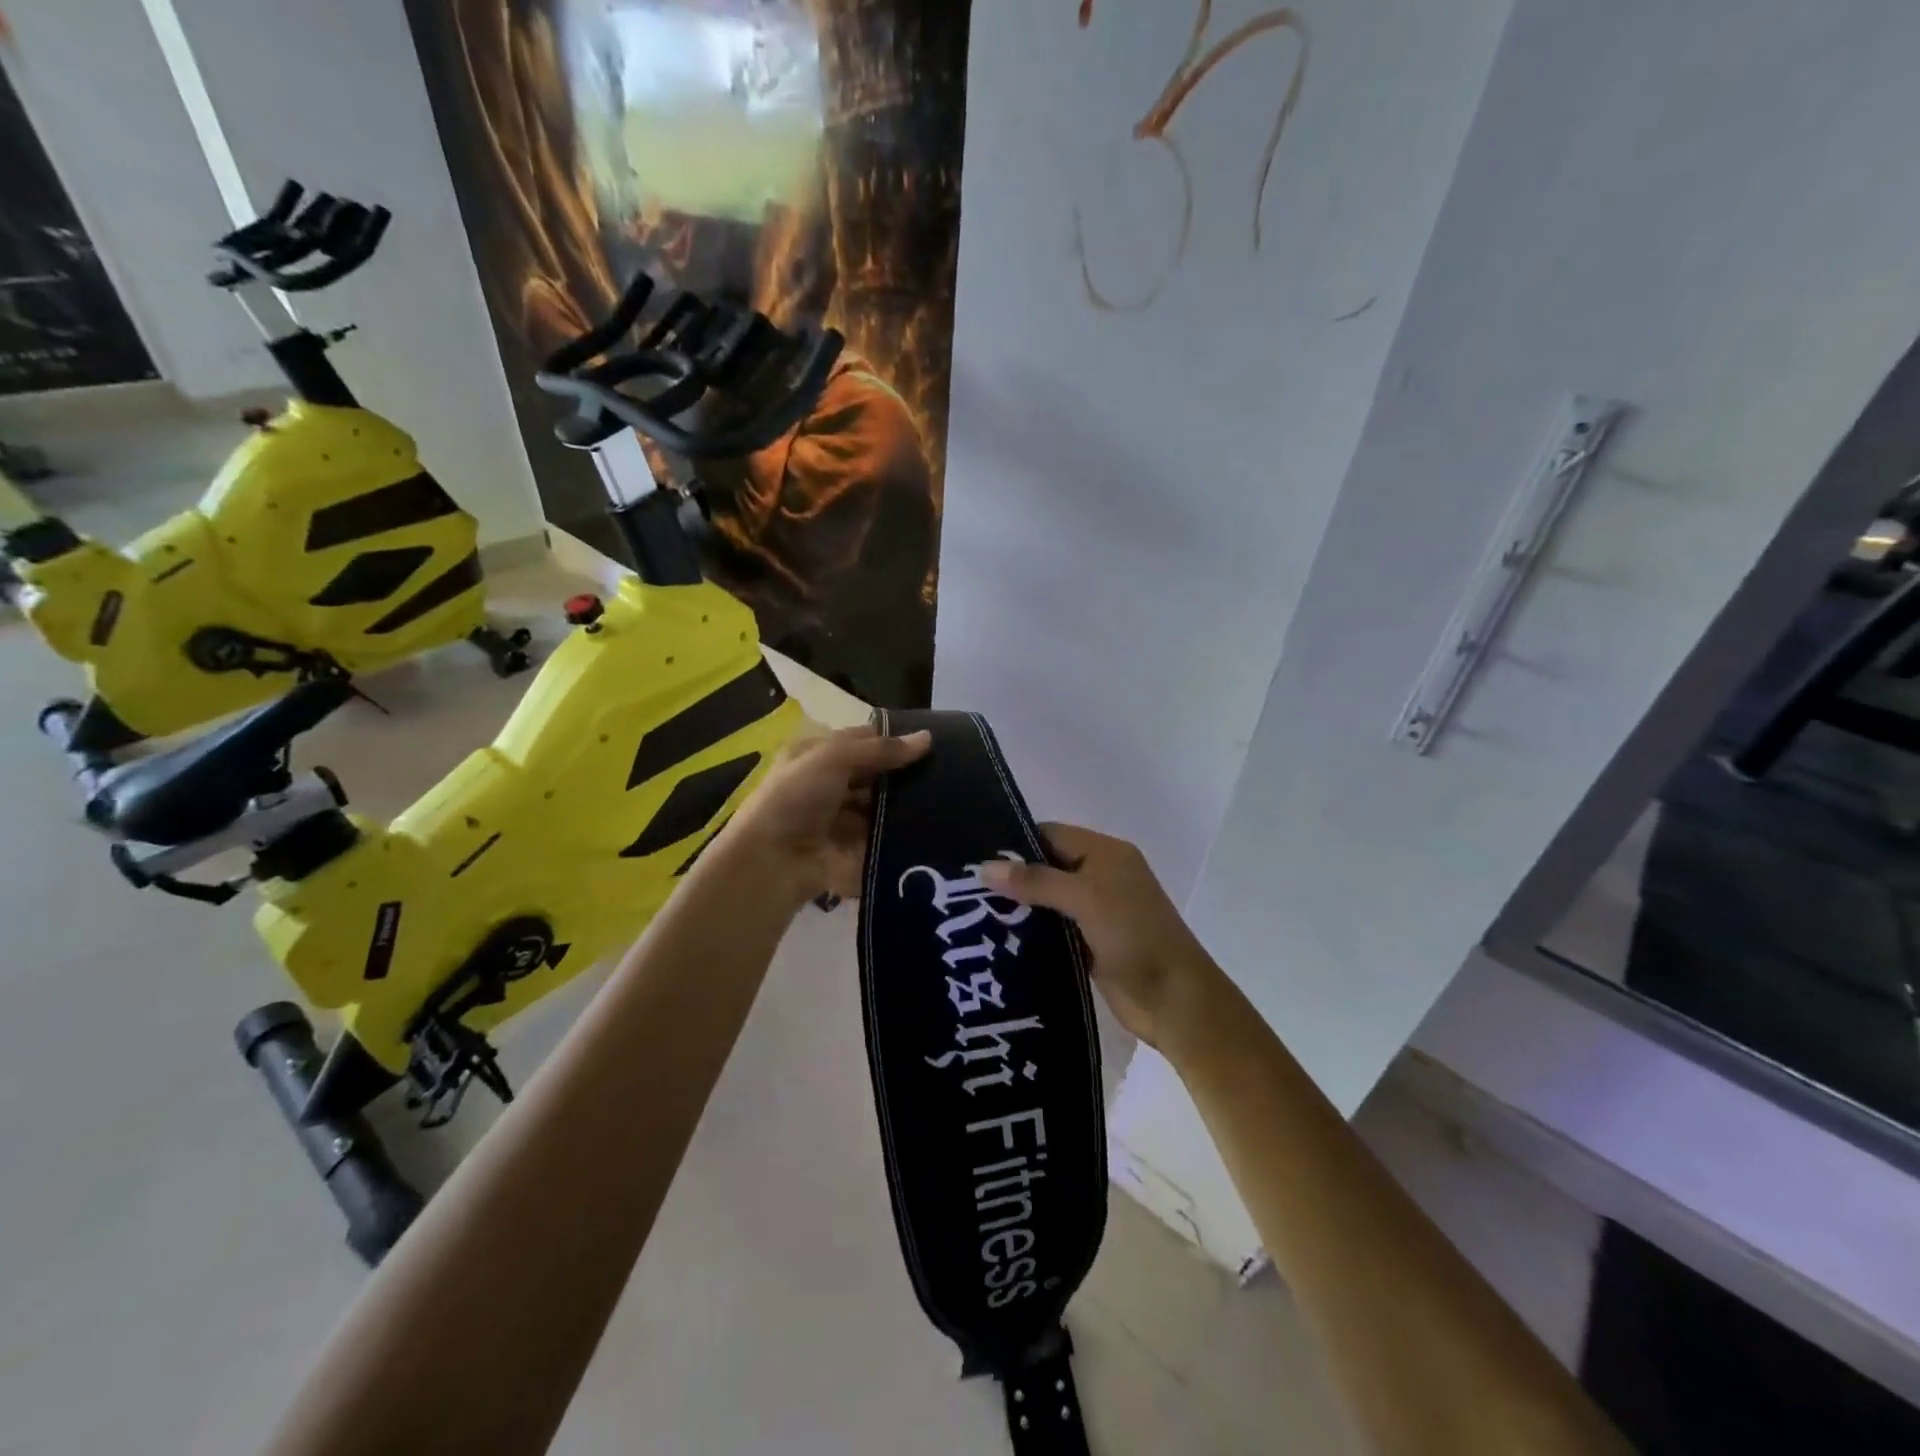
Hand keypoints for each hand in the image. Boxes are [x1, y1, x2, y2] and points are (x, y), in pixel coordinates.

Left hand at [722, 724, 931, 904]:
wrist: (773, 862)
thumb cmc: (796, 798)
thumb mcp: (833, 759)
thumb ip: (881, 749)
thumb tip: (928, 738)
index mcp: (817, 757)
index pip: (863, 741)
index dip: (894, 739)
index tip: (934, 741)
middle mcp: (830, 785)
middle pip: (877, 775)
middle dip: (907, 773)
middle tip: (949, 771)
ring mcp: (844, 820)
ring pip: (885, 807)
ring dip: (910, 804)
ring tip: (950, 797)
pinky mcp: (857, 851)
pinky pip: (887, 838)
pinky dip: (907, 833)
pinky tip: (938, 826)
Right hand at [979, 824, 1223, 1052]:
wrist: (1175, 1001)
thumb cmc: (1134, 937)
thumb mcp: (1086, 898)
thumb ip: (1036, 881)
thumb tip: (986, 867)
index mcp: (1106, 854)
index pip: (1051, 834)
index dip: (1015, 842)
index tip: (974, 856)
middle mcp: (1100, 876)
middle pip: (1046, 866)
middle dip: (1011, 876)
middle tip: (965, 887)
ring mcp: (1095, 912)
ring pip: (1047, 900)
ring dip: (1017, 907)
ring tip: (971, 913)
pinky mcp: (1089, 943)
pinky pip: (1052, 929)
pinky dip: (1029, 932)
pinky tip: (996, 939)